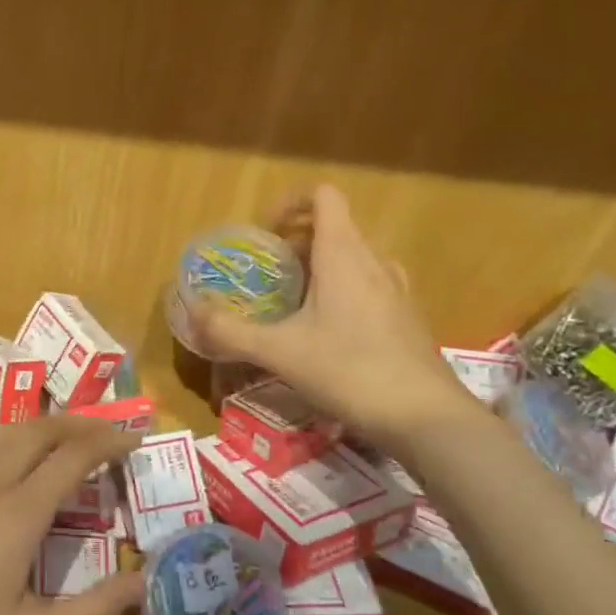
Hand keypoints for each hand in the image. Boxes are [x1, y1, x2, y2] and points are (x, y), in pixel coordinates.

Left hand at [0, 416, 144, 614]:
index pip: (72, 458)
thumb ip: (96, 611)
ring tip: (59, 435)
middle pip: (36, 432)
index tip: (134, 439)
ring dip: (35, 425)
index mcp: (17, 515)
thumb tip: (143, 582)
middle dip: (76, 424)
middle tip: (105, 432)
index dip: (107, 442)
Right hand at [189, 184, 477, 449]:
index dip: (290, 203)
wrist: (424, 417)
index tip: (264, 233)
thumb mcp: (279, 352)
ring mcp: (396, 291)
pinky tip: (326, 334)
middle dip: (296, 243)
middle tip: (267, 275)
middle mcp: (374, 263)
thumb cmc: (349, 371)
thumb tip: (192, 312)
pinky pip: (369, 287)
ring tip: (293, 302)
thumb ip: (230, 331)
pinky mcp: (405, 319)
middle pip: (335, 229)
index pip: (324, 197)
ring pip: (353, 260)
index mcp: (344, 256)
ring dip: (320, 268)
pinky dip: (342, 293)